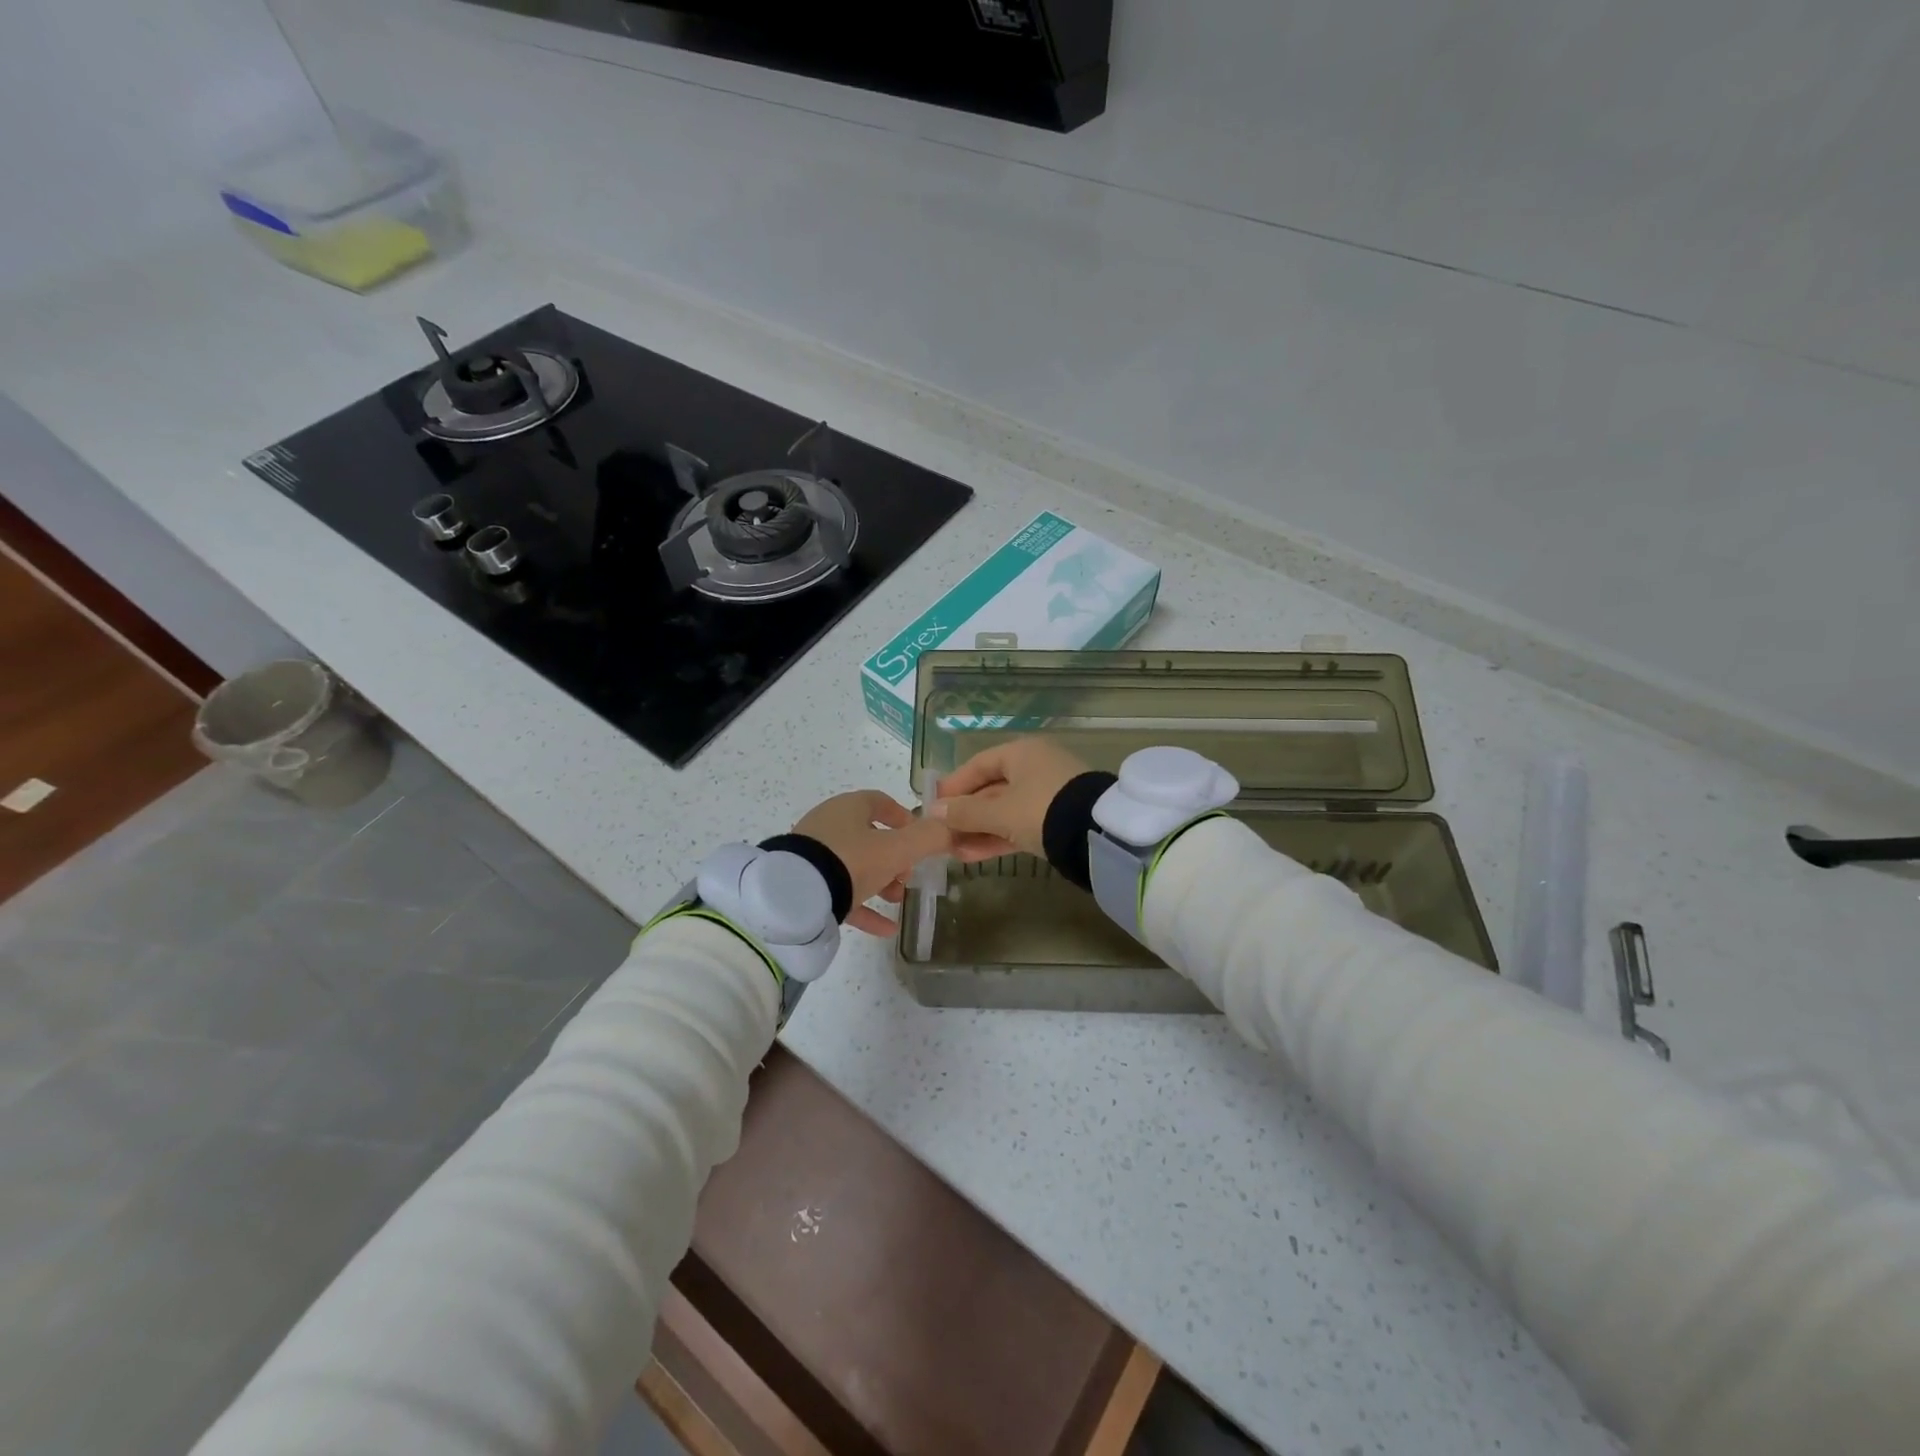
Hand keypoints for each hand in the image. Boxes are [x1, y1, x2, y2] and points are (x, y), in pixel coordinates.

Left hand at [792, 790, 952, 936]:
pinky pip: (839, 893)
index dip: (904, 818)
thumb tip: (953, 827)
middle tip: (909, 876)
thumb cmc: (850, 862)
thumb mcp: (897, 850)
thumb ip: (929, 838)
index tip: (922, 838)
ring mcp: (813, 855)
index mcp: (849, 808)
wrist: (793, 898)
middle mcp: (828, 825)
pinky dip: (863, 907)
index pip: (880, 802)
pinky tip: (886, 929)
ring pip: (854, 865)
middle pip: (869, 837)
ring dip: (880, 882)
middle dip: (895, 857)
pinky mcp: (803, 884)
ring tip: (898, 900)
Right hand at [928, 738, 1089, 860]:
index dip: (953, 785)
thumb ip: (965, 812)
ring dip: (979, 830)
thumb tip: (933, 811)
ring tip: (952, 851)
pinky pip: (1019, 825)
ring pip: (1004, 811)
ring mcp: (1048, 794)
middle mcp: (1035, 767)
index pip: (978, 765)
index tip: (933, 805)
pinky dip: (998, 838)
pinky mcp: (1057, 819)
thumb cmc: (1042, 810)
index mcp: (1021, 753)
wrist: (1098, 834)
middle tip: (941, 834)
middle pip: (991, 789)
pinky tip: (973, 856)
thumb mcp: (1000, 812)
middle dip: (965, 814)